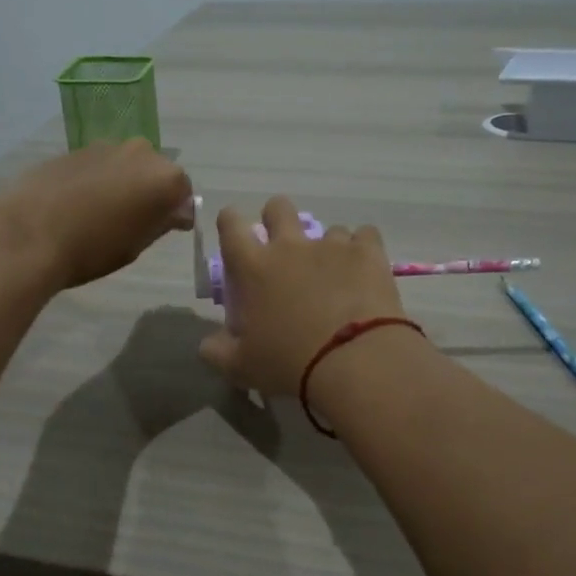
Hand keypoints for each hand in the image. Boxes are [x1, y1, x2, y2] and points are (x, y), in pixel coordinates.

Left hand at [0, 140, 192, 290]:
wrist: (29, 233)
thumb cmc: (92, 248)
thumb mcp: (136, 245)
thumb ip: (161, 223)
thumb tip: (175, 212)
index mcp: (165, 178)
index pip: (184, 193)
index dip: (176, 212)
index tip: (164, 230)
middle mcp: (141, 152)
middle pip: (156, 172)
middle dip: (150, 192)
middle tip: (134, 221)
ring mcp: (106, 146)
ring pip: (126, 165)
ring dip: (123, 183)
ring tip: (103, 212)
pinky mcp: (76, 149)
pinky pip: (99, 164)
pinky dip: (98, 179)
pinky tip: (79, 203)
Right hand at [197, 197, 407, 395]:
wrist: (353, 361)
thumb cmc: (289, 363)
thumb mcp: (242, 367)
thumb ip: (218, 351)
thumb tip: (207, 345)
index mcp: (253, 267)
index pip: (231, 225)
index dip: (230, 221)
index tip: (233, 229)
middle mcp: (290, 246)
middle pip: (278, 208)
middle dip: (277, 218)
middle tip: (283, 246)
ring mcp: (332, 245)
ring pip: (327, 228)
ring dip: (326, 246)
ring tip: (334, 274)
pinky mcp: (368, 252)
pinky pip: (365, 235)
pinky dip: (362, 249)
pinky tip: (364, 270)